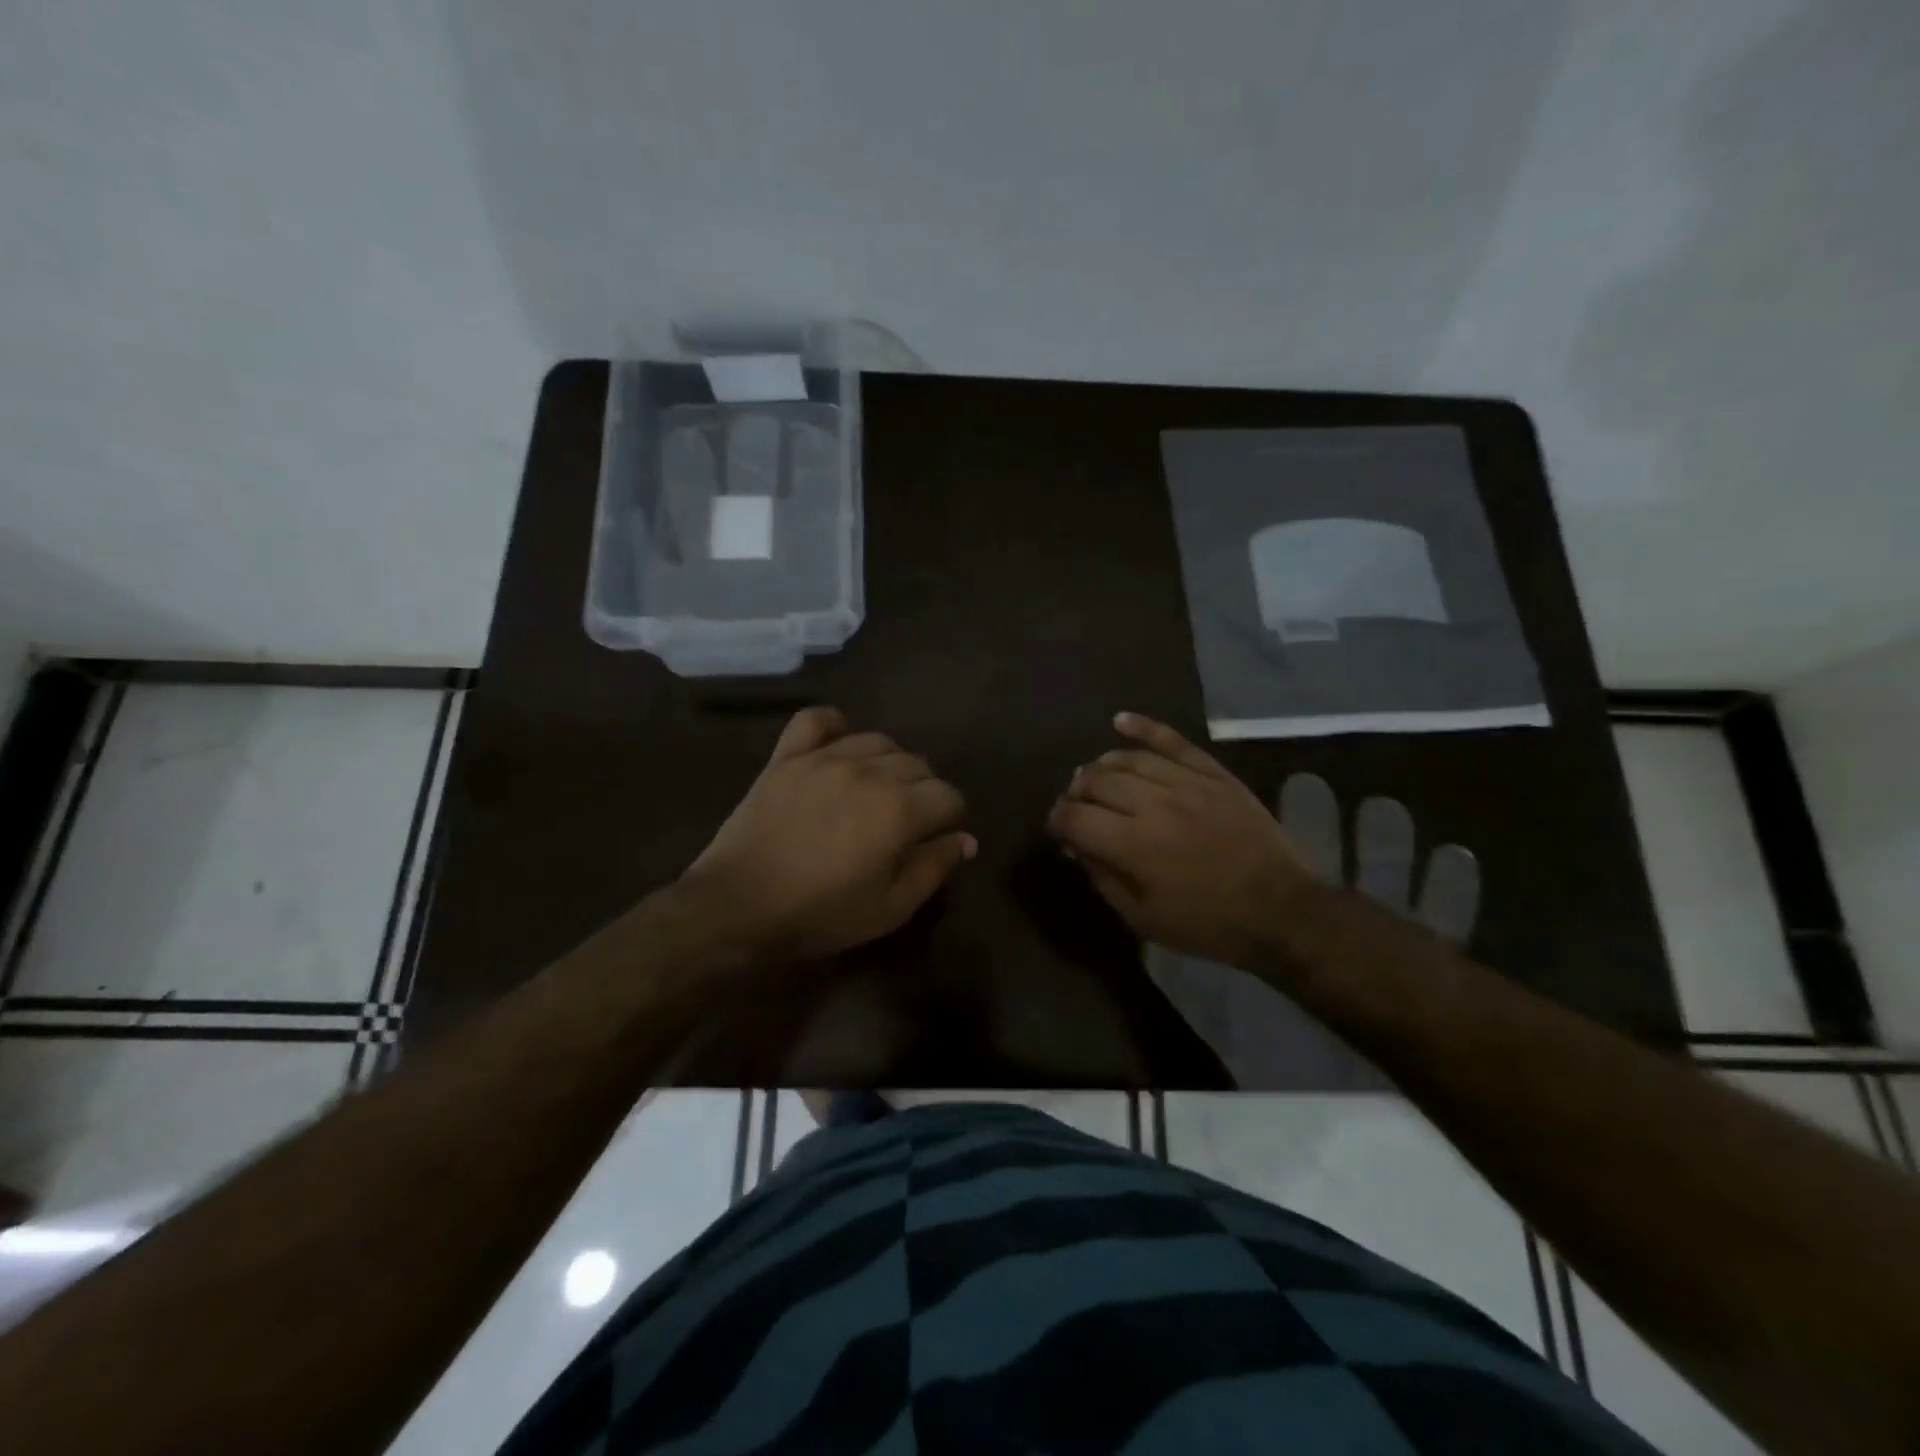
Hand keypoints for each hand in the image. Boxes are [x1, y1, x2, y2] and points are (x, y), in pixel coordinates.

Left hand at [682, 707, 974, 960]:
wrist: (737, 906)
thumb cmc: (819, 914)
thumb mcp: (889, 908)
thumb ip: (934, 868)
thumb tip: (966, 839)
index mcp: (899, 809)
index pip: (949, 796)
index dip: (949, 819)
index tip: (934, 840)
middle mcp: (868, 771)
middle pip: (918, 765)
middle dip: (923, 792)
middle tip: (903, 824)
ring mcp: (825, 757)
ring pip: (879, 741)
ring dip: (888, 764)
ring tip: (874, 792)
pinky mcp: (788, 756)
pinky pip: (817, 720)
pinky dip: (834, 727)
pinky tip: (838, 747)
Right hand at [1046, 712, 1315, 967]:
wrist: (1280, 910)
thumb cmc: (1207, 924)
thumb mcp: (1143, 919)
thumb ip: (1103, 878)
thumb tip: (1075, 845)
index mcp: (1132, 844)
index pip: (1074, 817)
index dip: (1057, 820)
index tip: (1058, 829)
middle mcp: (1153, 804)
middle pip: (1096, 781)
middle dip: (1076, 793)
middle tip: (1078, 807)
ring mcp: (1186, 783)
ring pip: (1128, 759)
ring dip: (1101, 766)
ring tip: (1095, 777)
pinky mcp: (1213, 774)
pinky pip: (1173, 741)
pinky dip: (1144, 727)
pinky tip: (1120, 721)